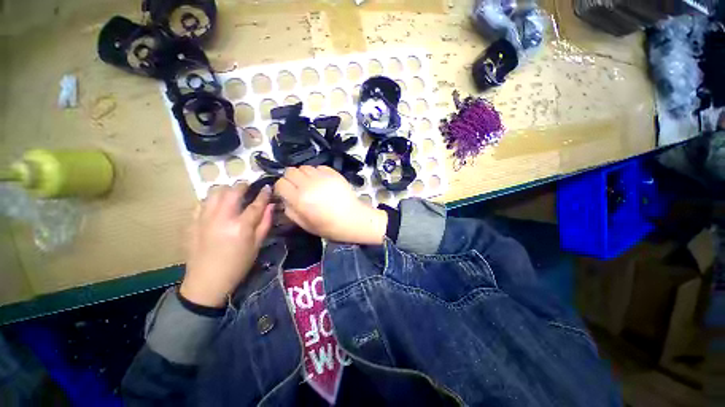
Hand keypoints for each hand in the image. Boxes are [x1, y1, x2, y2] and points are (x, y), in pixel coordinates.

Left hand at [180, 184, 273, 307]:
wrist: (207, 281)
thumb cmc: (237, 265)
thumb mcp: (257, 245)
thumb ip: (265, 223)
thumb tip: (271, 206)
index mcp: (241, 226)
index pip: (256, 204)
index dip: (264, 194)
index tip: (268, 187)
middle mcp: (221, 218)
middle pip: (233, 192)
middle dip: (243, 185)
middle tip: (249, 187)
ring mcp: (203, 218)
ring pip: (214, 192)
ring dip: (226, 190)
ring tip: (232, 195)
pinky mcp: (192, 222)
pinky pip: (201, 202)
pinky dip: (211, 200)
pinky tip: (216, 206)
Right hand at [275, 166, 387, 244]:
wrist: (353, 219)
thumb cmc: (329, 226)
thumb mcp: (305, 224)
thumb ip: (290, 211)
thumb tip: (284, 199)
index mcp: (300, 199)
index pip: (280, 183)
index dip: (281, 188)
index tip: (286, 193)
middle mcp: (309, 184)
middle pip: (290, 171)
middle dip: (290, 179)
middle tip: (297, 187)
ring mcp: (322, 177)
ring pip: (304, 167)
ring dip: (303, 175)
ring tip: (310, 184)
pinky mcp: (333, 173)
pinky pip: (318, 167)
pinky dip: (316, 172)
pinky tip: (322, 181)